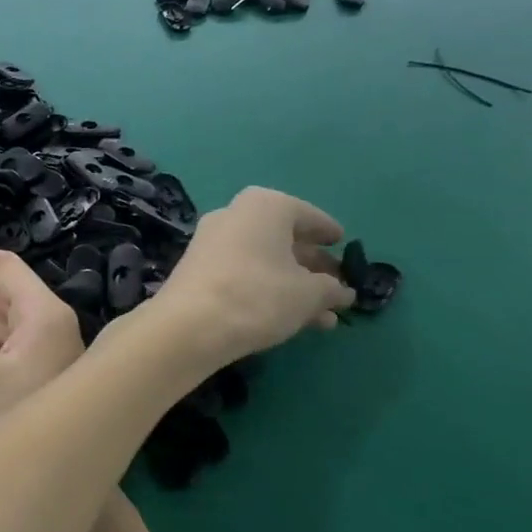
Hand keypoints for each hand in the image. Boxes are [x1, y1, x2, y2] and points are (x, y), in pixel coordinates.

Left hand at [145, 186, 355, 364]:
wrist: (188, 325)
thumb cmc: (258, 295)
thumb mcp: (308, 294)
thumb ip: (330, 290)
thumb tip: (341, 292)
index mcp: (265, 206)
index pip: (307, 215)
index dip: (328, 232)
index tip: (343, 244)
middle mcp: (234, 215)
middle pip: (283, 239)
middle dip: (312, 266)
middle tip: (336, 286)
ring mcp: (211, 243)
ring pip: (264, 262)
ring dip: (294, 286)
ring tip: (323, 317)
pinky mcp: (197, 270)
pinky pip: (242, 275)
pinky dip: (267, 291)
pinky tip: (291, 320)